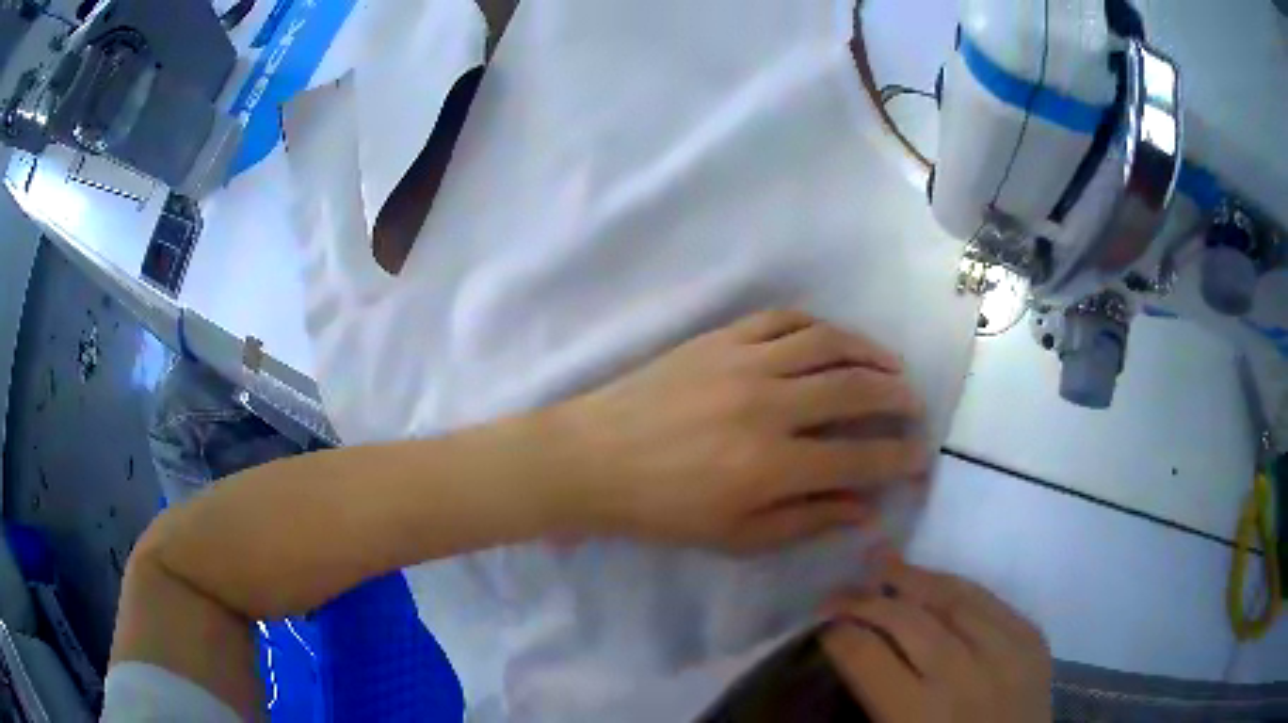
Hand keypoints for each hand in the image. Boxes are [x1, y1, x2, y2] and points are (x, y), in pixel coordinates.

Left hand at [554, 309, 928, 552]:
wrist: (594, 459)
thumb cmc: (663, 510)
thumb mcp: (736, 538)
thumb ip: (807, 522)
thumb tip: (866, 509)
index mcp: (771, 467)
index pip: (860, 458)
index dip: (899, 458)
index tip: (919, 456)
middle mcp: (768, 407)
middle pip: (856, 391)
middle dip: (898, 399)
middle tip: (914, 407)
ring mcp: (744, 363)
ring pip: (828, 343)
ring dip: (870, 353)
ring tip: (891, 366)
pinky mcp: (720, 338)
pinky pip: (783, 318)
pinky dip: (819, 326)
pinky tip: (834, 340)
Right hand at [821, 558, 1051, 721]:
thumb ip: (875, 699)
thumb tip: (851, 649)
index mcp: (917, 715)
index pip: (866, 656)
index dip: (838, 633)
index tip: (822, 624)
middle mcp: (962, 677)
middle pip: (907, 620)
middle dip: (866, 600)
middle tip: (840, 590)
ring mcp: (1005, 652)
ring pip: (953, 599)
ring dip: (913, 579)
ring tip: (884, 564)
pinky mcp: (1033, 640)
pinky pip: (992, 600)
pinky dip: (959, 586)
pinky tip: (938, 580)